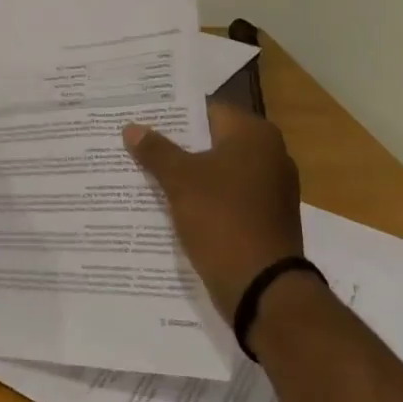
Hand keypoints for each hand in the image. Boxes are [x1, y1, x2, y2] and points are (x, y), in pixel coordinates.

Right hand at [124, 100, 303, 317]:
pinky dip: (204, 198)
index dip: (172, 114)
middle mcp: (270, 154)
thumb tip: (131, 128)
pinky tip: (171, 204)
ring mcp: (271, 189)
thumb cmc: (223, 220)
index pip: (206, 110)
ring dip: (188, 173)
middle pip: (212, 140)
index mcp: (255, 135)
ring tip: (146, 172)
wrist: (263, 290)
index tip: (142, 118)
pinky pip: (227, 197)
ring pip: (218, 170)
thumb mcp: (181, 181)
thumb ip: (156, 150)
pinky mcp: (266, 219)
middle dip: (177, 144)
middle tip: (137, 143)